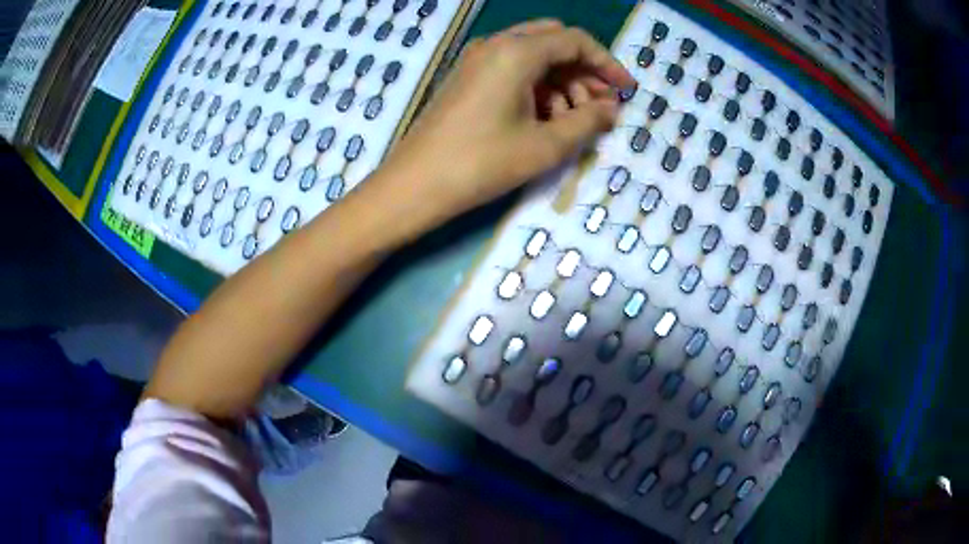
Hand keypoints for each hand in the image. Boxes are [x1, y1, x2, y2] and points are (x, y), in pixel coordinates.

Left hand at [369, 20, 635, 226]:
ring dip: (562, 80)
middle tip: (602, 104)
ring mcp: (478, 60)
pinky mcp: (468, 77)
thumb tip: (612, 109)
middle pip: (554, 42)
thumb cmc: (481, 164)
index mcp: (516, 51)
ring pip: (534, 56)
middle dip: (584, 70)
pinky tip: (546, 118)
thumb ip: (588, 121)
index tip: (626, 89)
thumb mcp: (545, 146)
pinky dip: (538, 86)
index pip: (575, 40)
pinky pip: (513, 69)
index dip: (607, 63)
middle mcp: (496, 45)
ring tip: (576, 119)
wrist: (414, 185)